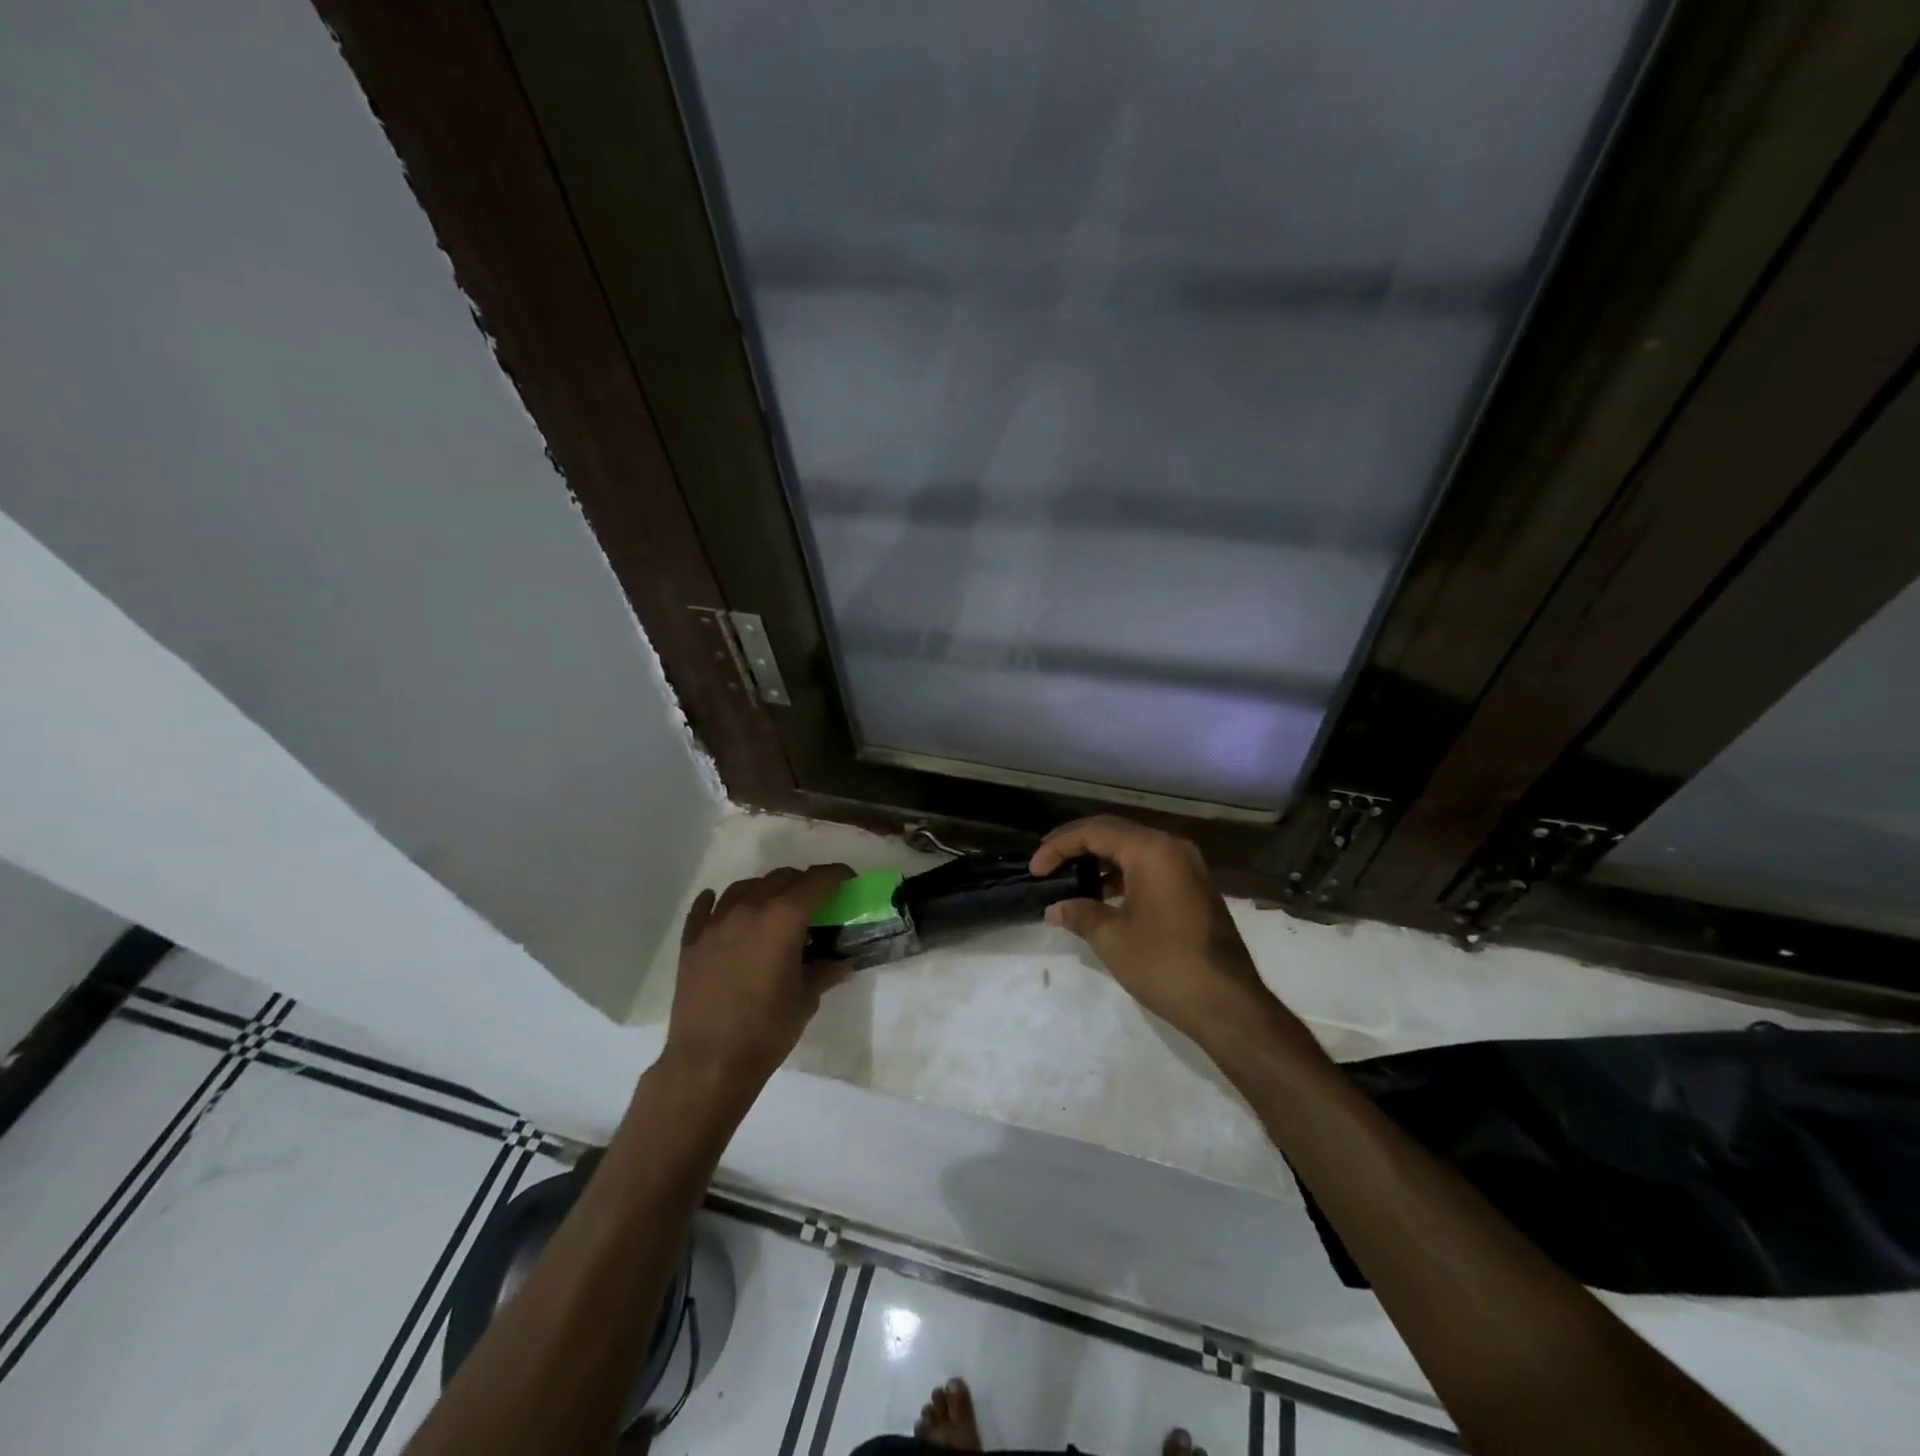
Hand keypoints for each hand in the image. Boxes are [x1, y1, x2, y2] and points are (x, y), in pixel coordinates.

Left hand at [664, 864, 852, 1100]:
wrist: (708, 1063)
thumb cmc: (766, 1030)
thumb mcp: (806, 1000)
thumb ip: (825, 972)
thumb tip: (842, 964)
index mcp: (783, 918)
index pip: (816, 880)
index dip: (836, 875)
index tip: (847, 881)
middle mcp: (749, 909)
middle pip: (782, 878)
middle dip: (803, 884)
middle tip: (815, 904)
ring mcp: (716, 923)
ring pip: (745, 887)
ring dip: (766, 890)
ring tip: (775, 909)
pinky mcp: (692, 941)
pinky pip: (705, 908)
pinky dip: (719, 903)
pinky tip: (724, 909)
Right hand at [1031, 816, 1270, 1040]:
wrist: (1228, 1004)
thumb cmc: (1165, 964)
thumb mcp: (1112, 938)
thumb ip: (1079, 914)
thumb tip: (1055, 908)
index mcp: (1152, 850)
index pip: (1094, 831)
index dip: (1058, 846)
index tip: (1035, 869)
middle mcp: (1172, 847)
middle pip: (1114, 832)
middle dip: (1076, 845)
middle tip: (1046, 863)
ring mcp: (1187, 866)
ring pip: (1133, 848)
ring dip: (1099, 859)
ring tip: (1068, 877)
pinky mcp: (1193, 886)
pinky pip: (1149, 865)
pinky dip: (1122, 872)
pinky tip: (1101, 894)